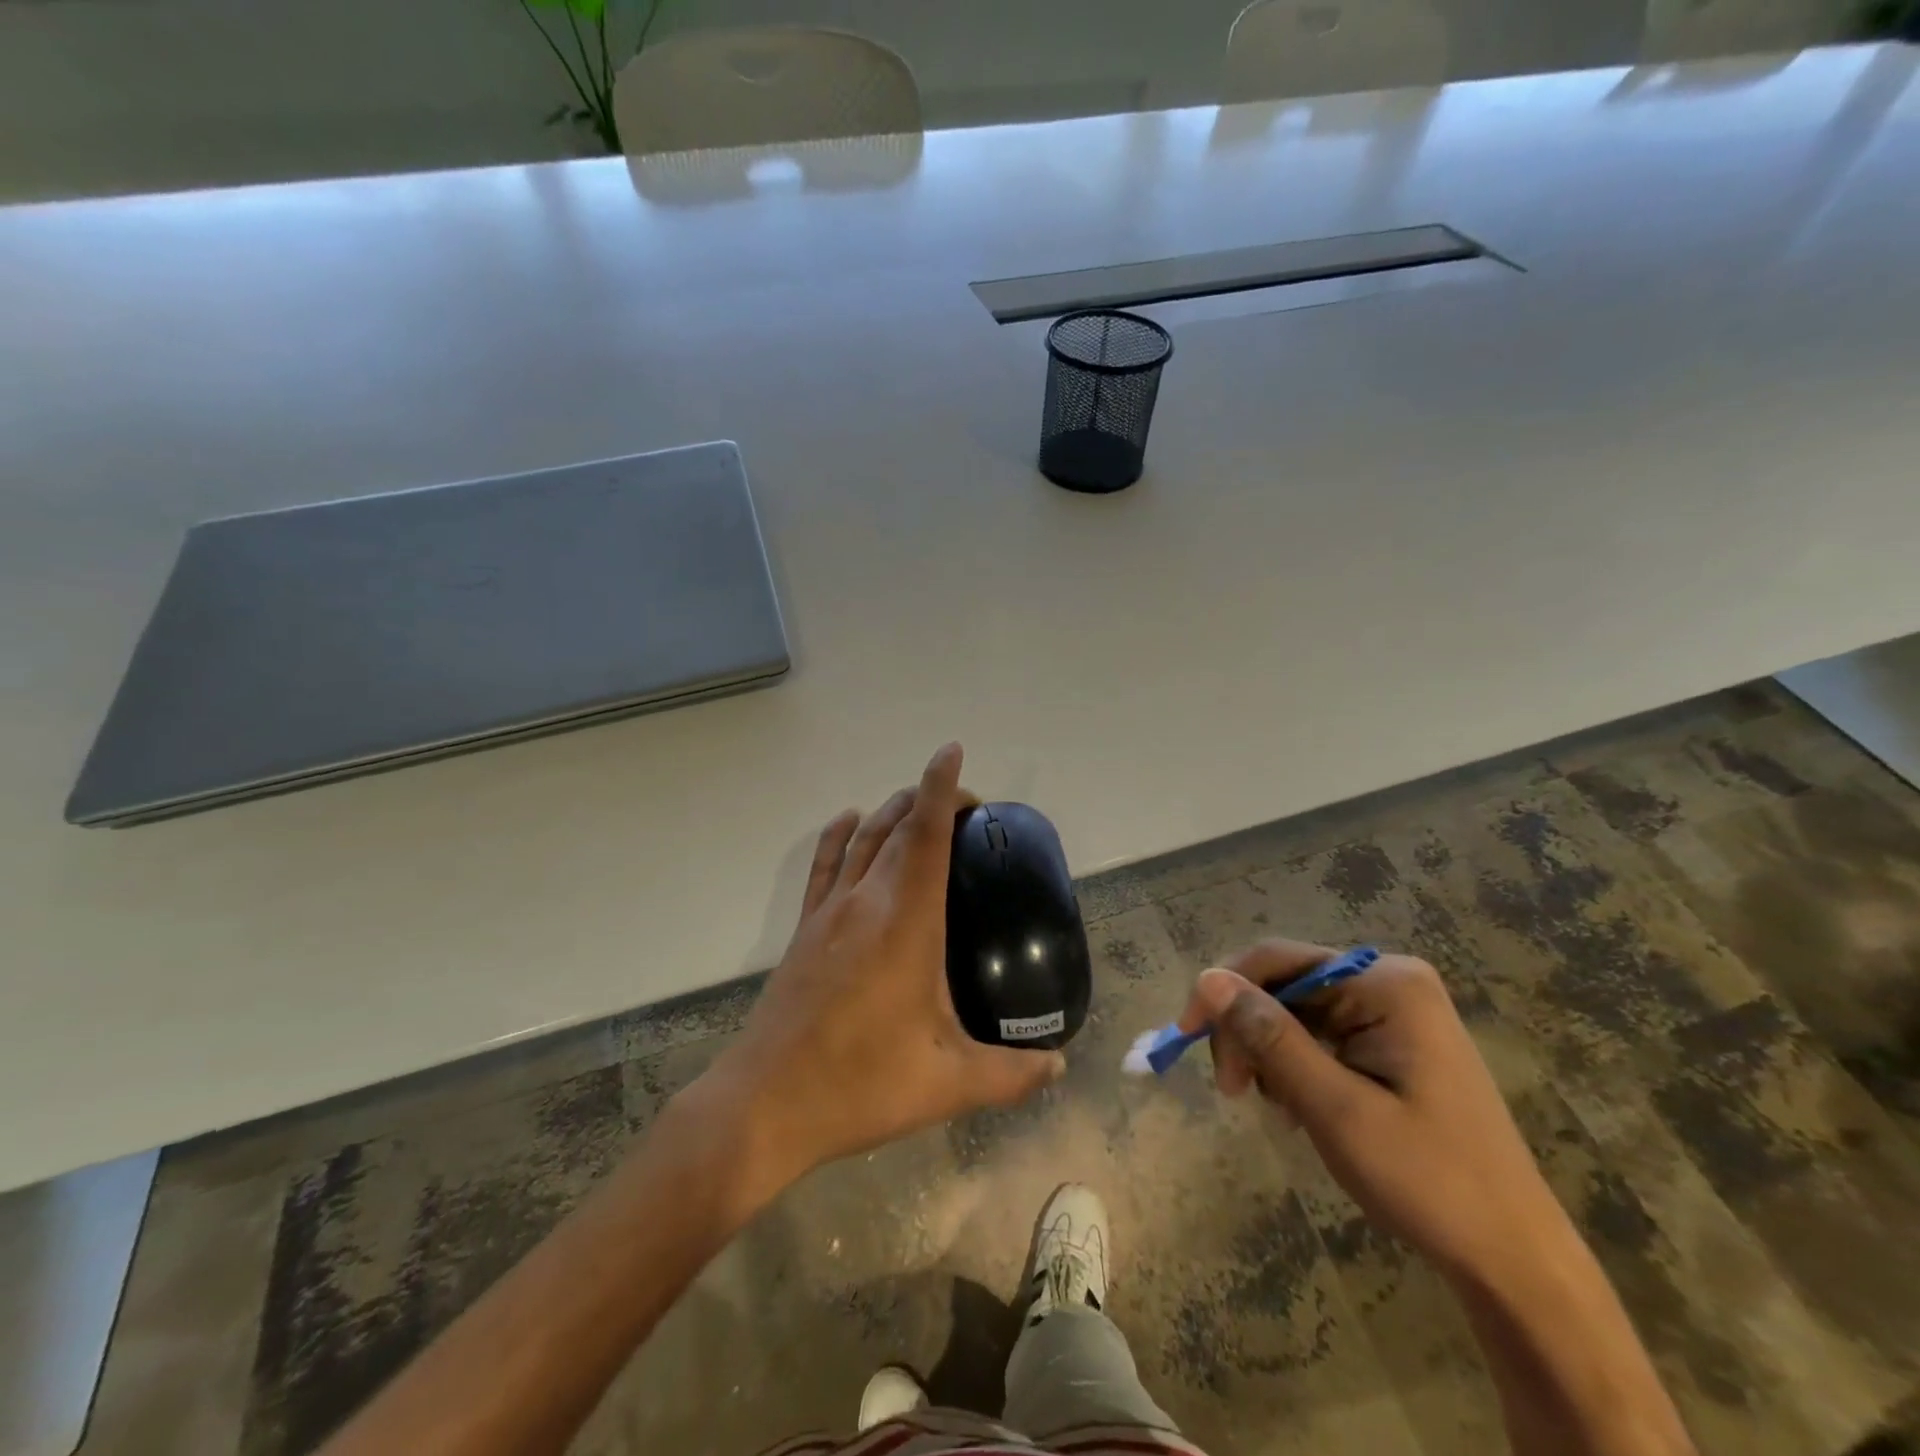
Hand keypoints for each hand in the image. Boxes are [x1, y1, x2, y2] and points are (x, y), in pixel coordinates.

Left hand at [700, 743, 1064, 1198]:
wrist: (765, 1104)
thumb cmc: (861, 1084)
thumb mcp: (949, 1083)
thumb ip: (1011, 1074)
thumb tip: (1059, 1064)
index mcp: (906, 921)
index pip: (927, 834)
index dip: (942, 787)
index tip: (953, 752)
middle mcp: (865, 900)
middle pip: (897, 826)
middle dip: (929, 800)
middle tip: (966, 809)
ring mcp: (828, 912)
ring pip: (863, 837)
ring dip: (891, 810)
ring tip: (918, 805)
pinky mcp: (804, 930)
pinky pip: (824, 864)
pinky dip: (839, 834)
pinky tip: (850, 821)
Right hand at [1183, 940, 1571, 1285]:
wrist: (1514, 1259)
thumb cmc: (1428, 1182)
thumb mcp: (1335, 1109)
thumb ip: (1270, 1037)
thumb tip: (1208, 979)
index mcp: (1386, 983)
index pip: (1277, 960)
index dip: (1223, 991)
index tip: (1186, 1037)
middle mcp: (1389, 980)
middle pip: (1285, 984)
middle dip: (1248, 1030)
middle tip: (1233, 1091)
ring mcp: (1395, 1010)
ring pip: (1297, 1010)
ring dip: (1269, 1051)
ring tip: (1274, 1108)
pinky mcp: (1393, 1040)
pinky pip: (1321, 1032)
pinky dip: (1296, 1063)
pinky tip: (1299, 1105)